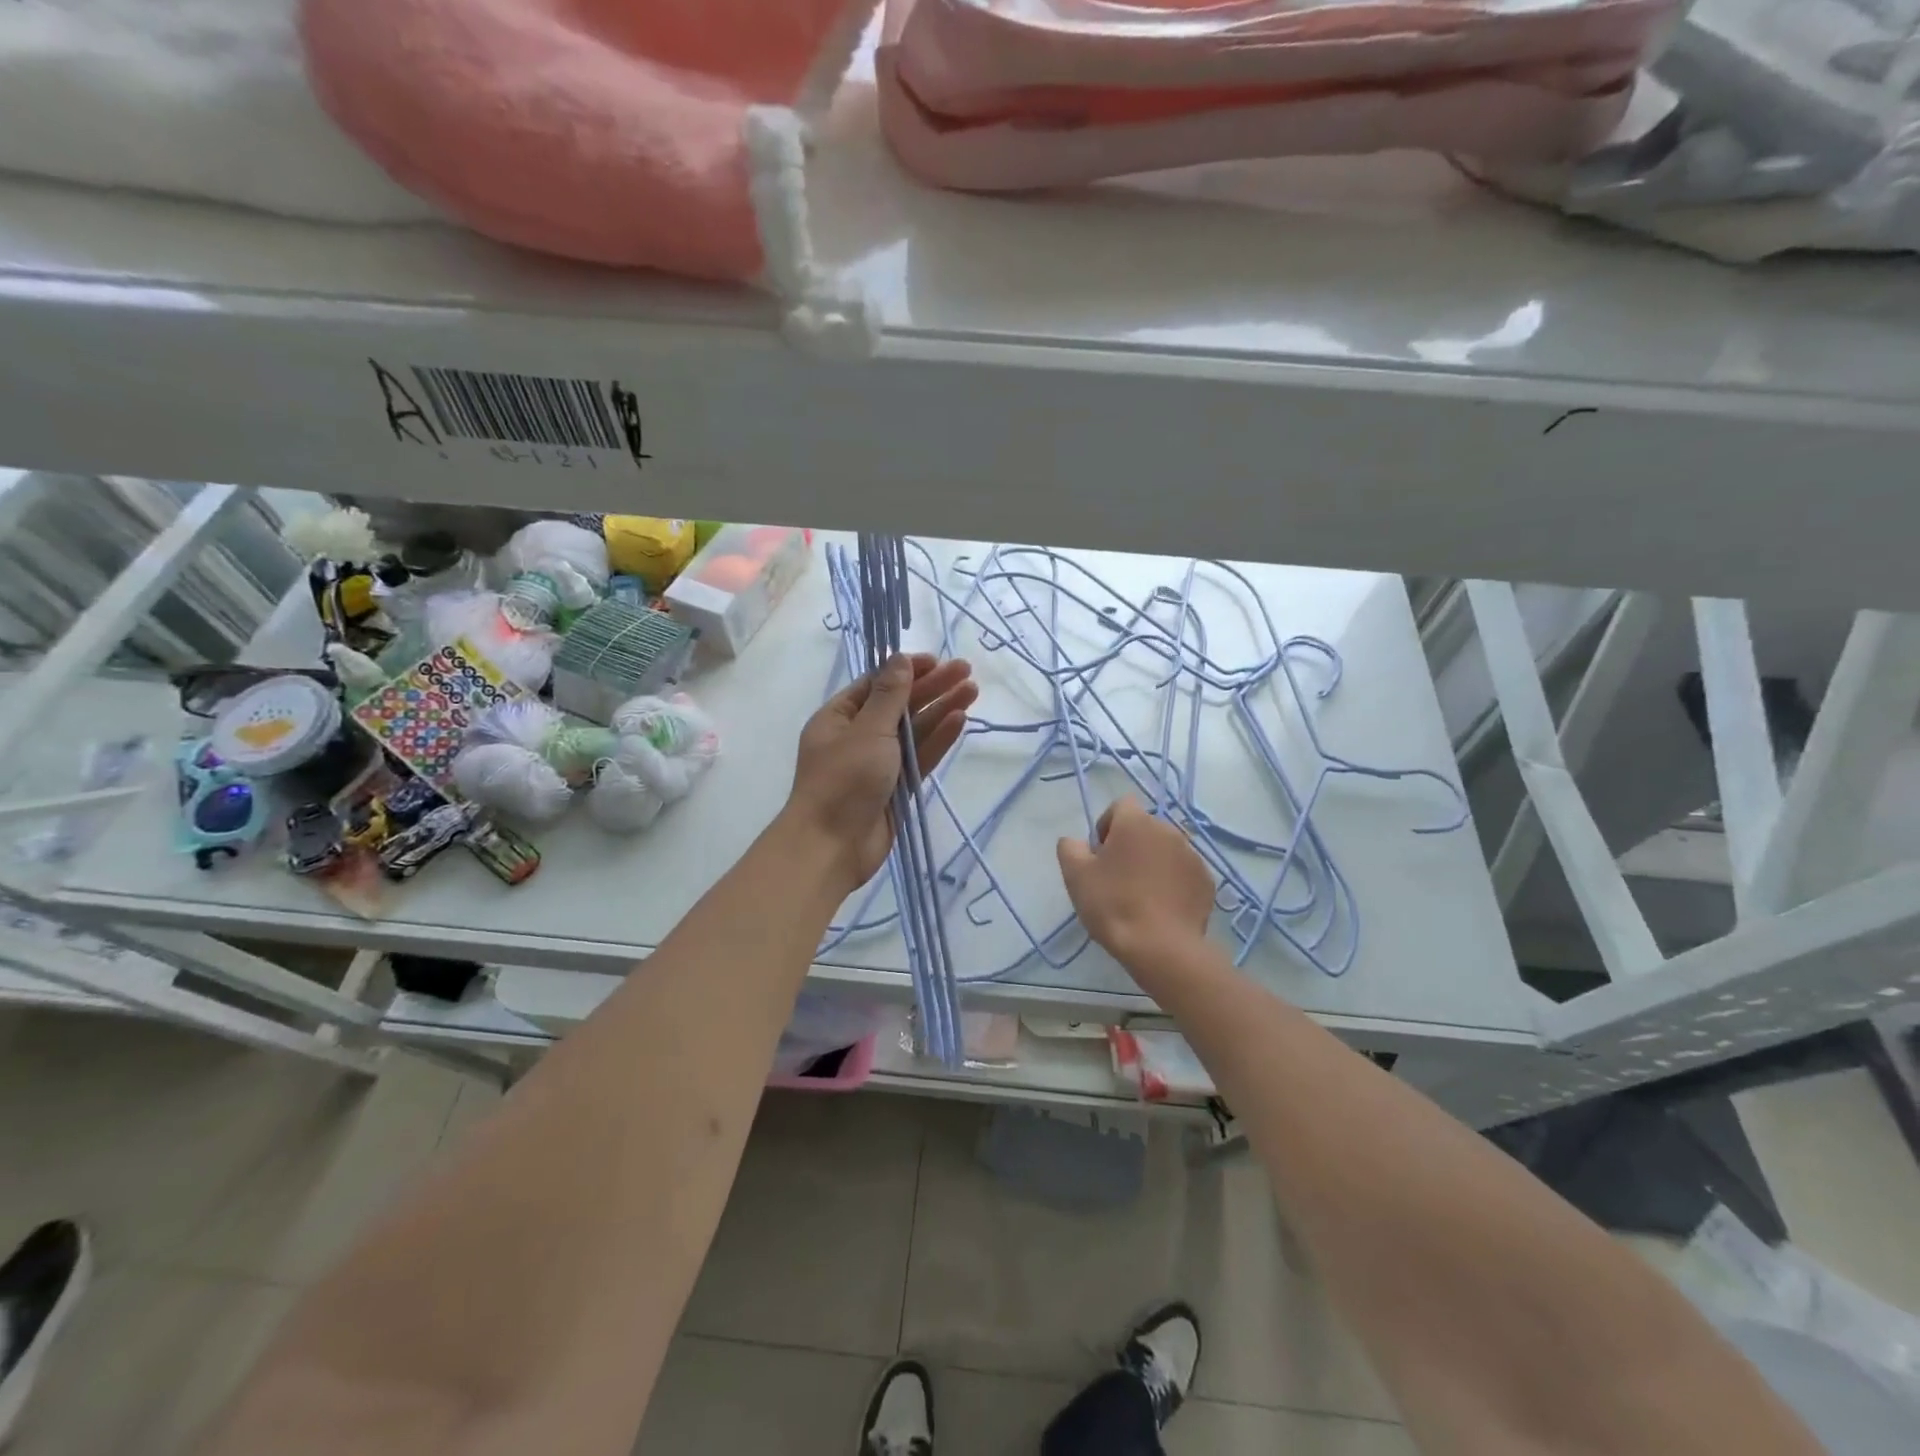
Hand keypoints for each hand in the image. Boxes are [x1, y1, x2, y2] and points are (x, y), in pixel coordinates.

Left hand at [785, 653, 976, 892]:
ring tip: (972, 691)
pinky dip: (938, 739)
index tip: (937, 661)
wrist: (833, 846)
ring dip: (941, 710)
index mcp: (839, 717)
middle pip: (900, 705)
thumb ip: (890, 697)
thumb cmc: (843, 781)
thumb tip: (900, 659)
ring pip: (915, 730)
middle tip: (967, 671)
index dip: (907, 670)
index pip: (877, 685)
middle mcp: (858, 736)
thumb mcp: (867, 730)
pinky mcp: (897, 787)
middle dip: (932, 687)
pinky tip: (959, 720)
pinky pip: (920, 757)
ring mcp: (879, 763)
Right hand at [1058, 798, 1215, 964]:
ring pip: (1166, 850)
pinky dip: (1172, 882)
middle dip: (1131, 845)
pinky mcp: (1206, 881)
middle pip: (1144, 828)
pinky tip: (1161, 907)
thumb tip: (1076, 842)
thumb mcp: (1076, 875)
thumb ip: (1070, 848)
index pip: (1121, 805)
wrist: (1161, 947)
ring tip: (1140, 895)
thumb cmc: (1113, 904)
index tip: (1099, 854)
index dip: (1107, 825)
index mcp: (1136, 823)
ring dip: (1153, 862)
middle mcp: (1168, 830)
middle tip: (1117, 877)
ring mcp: (1192, 856)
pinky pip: (1183, 873)